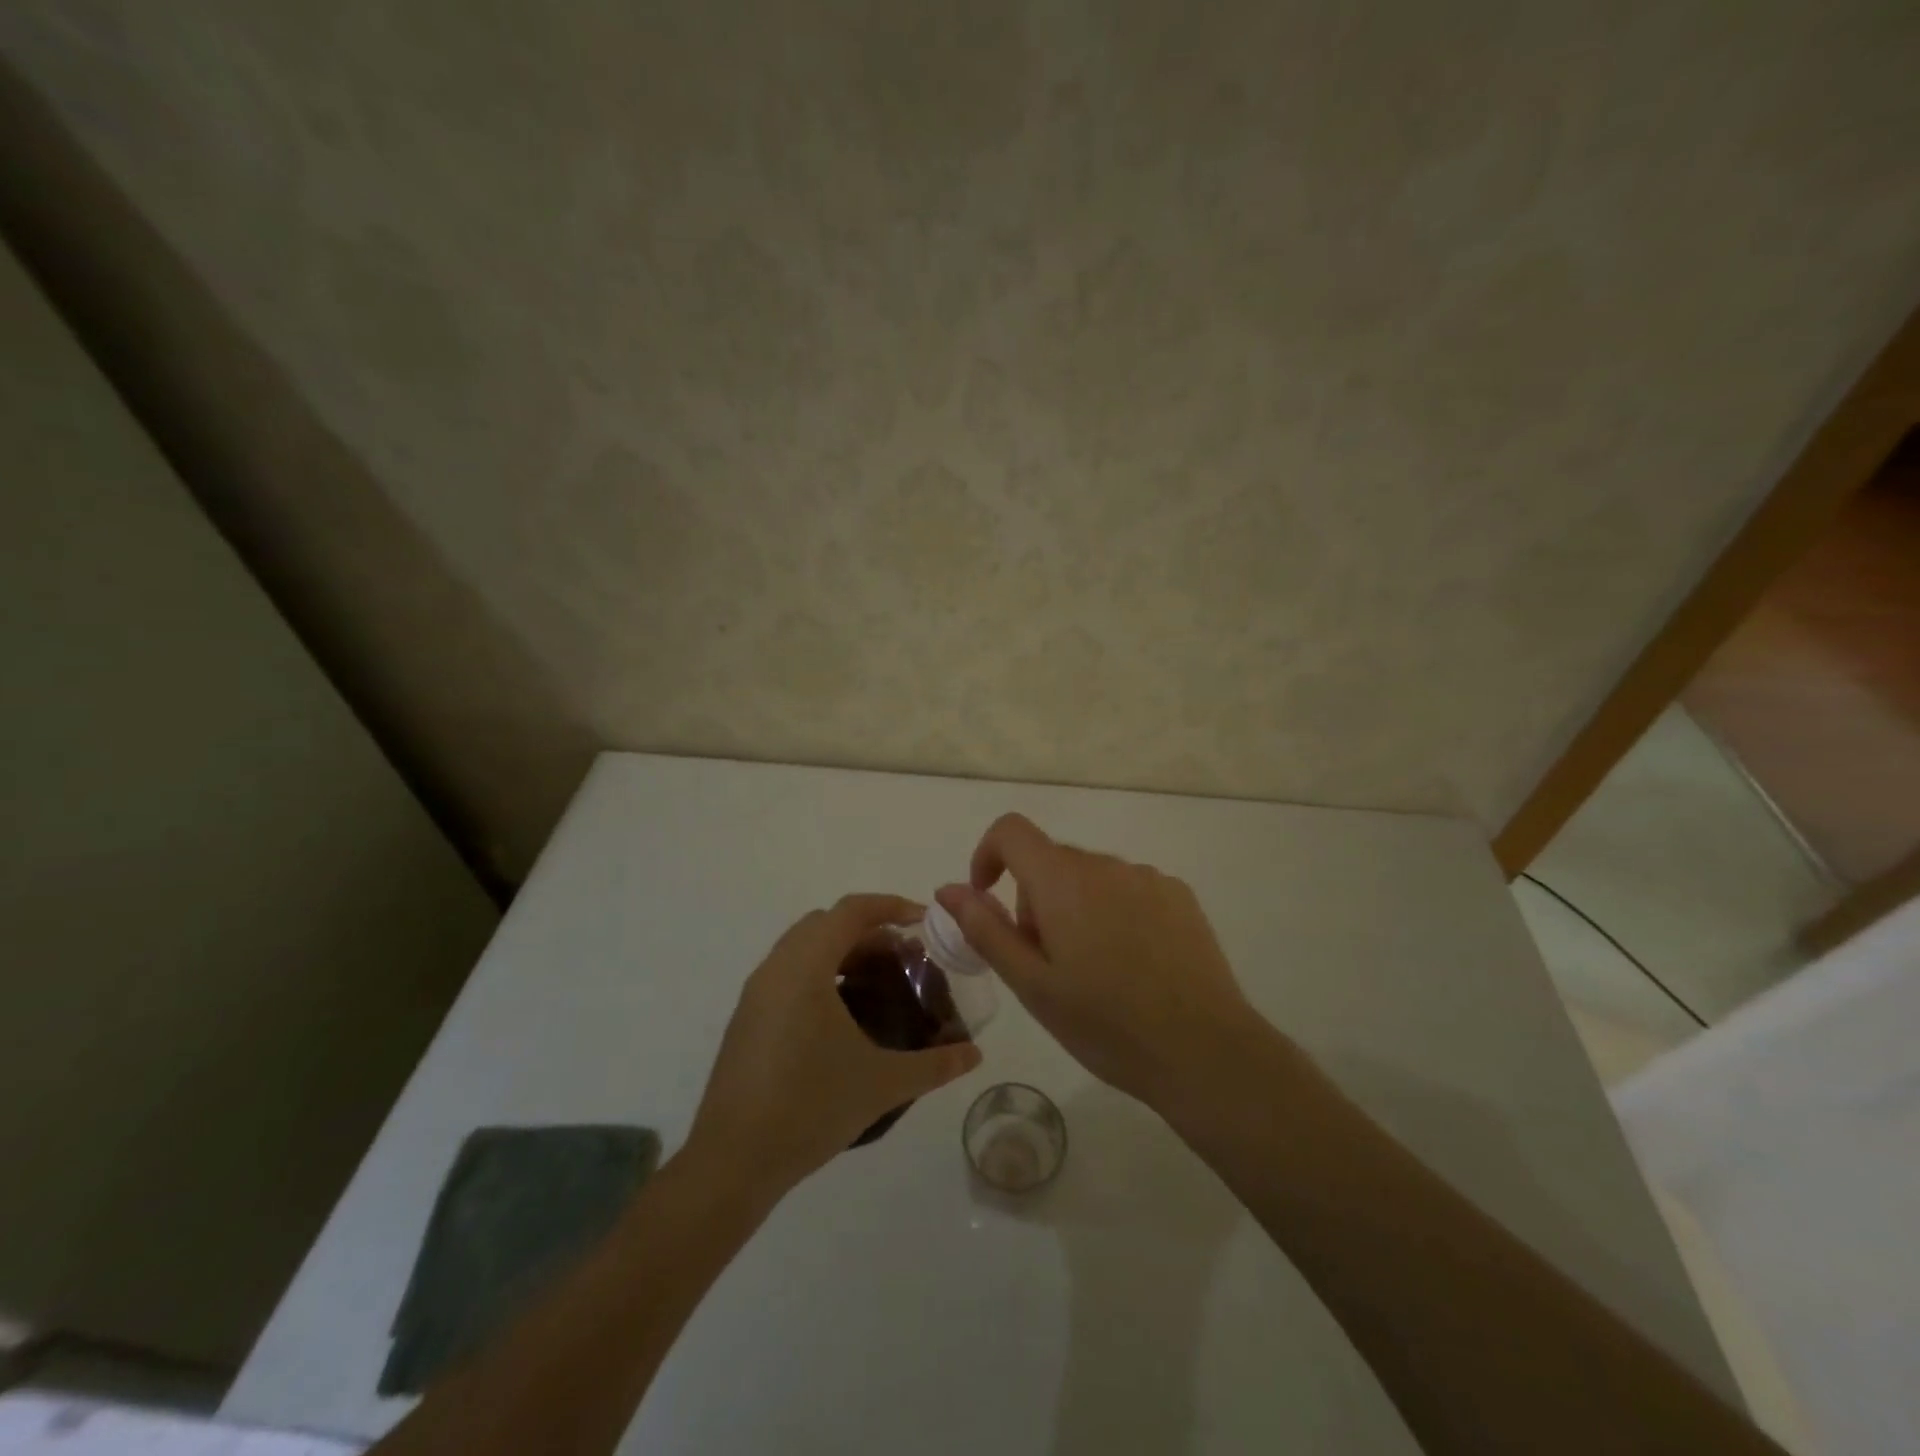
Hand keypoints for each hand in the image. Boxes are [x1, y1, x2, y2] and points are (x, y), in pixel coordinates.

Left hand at [684, 894, 981, 1198]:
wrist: (732, 1162)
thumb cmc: (809, 1108)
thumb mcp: (881, 1084)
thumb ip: (934, 1065)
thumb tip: (975, 1055)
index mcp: (805, 967)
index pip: (850, 911)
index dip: (890, 906)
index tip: (924, 921)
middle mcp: (776, 968)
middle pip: (826, 923)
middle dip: (868, 929)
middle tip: (904, 957)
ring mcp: (755, 994)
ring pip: (803, 947)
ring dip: (841, 950)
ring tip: (877, 983)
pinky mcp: (746, 1018)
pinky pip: (787, 973)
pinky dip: (819, 972)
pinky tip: (842, 1015)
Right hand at [935, 814, 1261, 1112]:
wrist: (1204, 1051)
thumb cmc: (1106, 1024)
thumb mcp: (1032, 985)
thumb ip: (984, 928)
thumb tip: (948, 889)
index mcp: (1063, 880)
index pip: (1011, 831)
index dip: (988, 855)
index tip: (988, 899)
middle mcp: (1105, 864)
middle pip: (1050, 861)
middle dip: (1034, 900)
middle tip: (1046, 963)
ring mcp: (1148, 877)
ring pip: (1090, 877)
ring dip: (1075, 907)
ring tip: (1094, 971)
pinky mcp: (1179, 896)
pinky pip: (1128, 888)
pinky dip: (1114, 912)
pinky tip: (1133, 965)